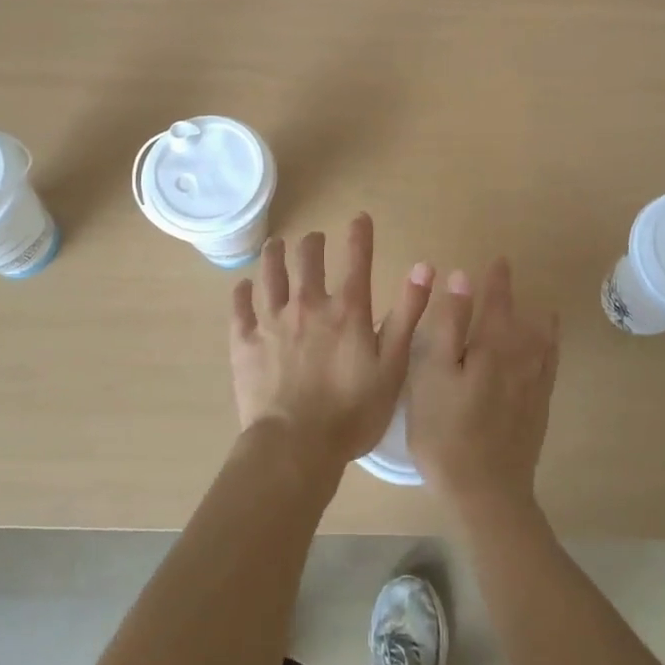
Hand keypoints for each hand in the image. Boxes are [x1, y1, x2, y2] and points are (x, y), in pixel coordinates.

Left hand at [230, 214, 434, 475]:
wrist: (296, 447)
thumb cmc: (353, 412)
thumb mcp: (393, 366)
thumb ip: (407, 314)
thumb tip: (424, 267)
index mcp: (346, 311)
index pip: (357, 259)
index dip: (360, 234)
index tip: (359, 217)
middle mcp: (307, 305)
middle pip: (307, 259)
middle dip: (312, 243)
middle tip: (314, 238)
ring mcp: (272, 321)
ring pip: (271, 274)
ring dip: (274, 255)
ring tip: (276, 245)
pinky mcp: (245, 342)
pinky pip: (240, 308)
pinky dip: (242, 292)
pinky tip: (243, 285)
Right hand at [408, 258, 558, 516]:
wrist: (485, 492)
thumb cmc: (446, 431)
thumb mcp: (432, 373)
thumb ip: (449, 323)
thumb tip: (463, 278)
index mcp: (492, 346)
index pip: (497, 301)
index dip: (496, 280)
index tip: (498, 260)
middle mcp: (521, 358)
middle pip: (521, 318)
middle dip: (512, 296)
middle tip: (507, 277)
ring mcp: (534, 386)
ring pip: (542, 342)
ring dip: (539, 321)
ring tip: (539, 309)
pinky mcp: (538, 410)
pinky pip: (550, 368)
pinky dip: (550, 351)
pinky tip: (547, 351)